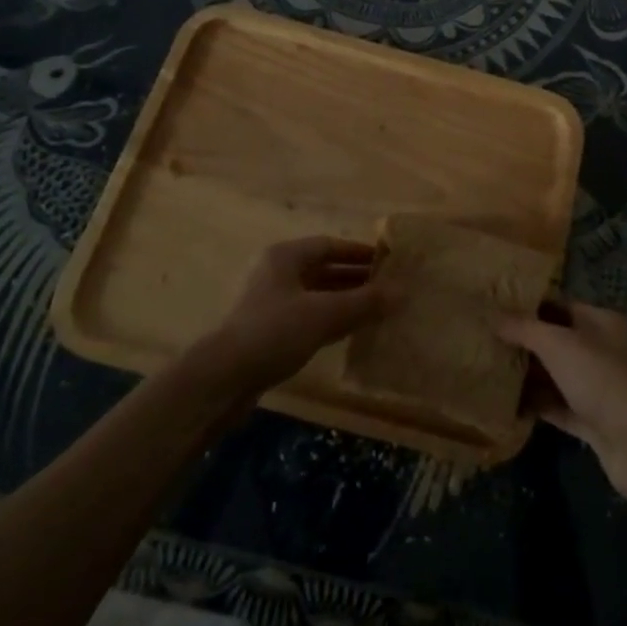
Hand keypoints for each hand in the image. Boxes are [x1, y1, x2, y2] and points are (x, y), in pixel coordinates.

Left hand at [195, 237, 398, 399]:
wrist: (222, 379)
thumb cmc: (274, 332)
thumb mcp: (325, 314)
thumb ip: (365, 302)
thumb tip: (404, 291)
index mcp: (285, 257)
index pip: (329, 245)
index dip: (359, 252)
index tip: (387, 262)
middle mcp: (277, 273)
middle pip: (323, 269)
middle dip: (355, 278)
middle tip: (388, 287)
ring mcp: (270, 304)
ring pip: (316, 295)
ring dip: (344, 300)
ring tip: (376, 309)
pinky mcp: (268, 332)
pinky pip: (307, 317)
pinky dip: (330, 320)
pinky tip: (350, 332)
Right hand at [499, 301, 626, 500]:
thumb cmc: (603, 379)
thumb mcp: (559, 344)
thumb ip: (525, 328)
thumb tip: (494, 316)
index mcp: (602, 322)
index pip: (560, 305)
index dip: (528, 306)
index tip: (494, 308)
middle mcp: (603, 351)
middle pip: (557, 341)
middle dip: (524, 342)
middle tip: (484, 340)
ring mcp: (600, 388)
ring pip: (557, 376)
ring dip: (528, 376)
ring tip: (488, 371)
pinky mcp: (595, 422)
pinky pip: (560, 408)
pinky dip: (537, 406)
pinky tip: (506, 405)